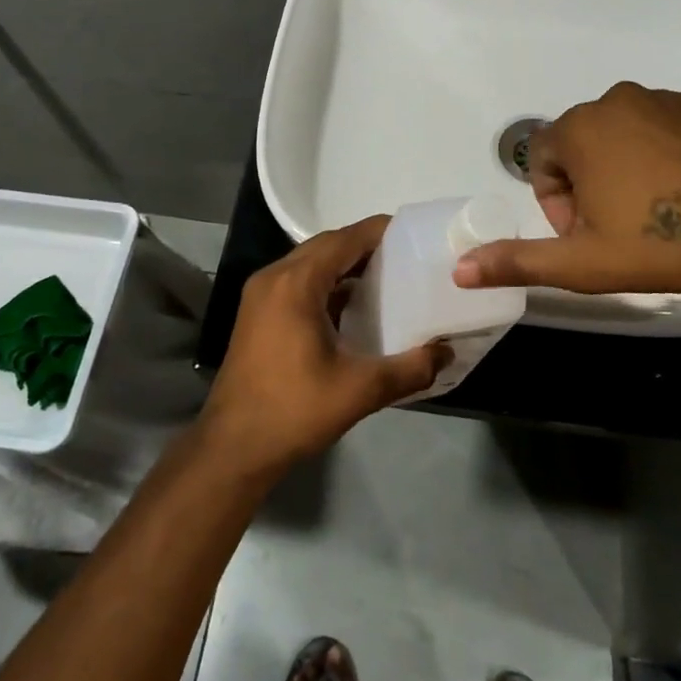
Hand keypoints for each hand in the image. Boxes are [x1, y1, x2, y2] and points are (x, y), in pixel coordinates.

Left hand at [204, 217, 450, 473]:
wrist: (233, 448)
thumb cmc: (294, 411)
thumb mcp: (360, 391)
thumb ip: (410, 368)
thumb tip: (446, 352)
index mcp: (296, 283)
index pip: (345, 239)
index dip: (380, 231)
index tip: (415, 234)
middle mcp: (274, 277)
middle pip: (326, 244)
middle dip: (365, 245)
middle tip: (406, 256)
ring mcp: (260, 294)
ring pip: (310, 261)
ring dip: (344, 263)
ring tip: (386, 276)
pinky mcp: (257, 312)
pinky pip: (297, 280)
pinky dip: (326, 281)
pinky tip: (352, 304)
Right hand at [453, 83, 680, 321]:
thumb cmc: (658, 245)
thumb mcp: (580, 262)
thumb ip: (515, 261)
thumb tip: (458, 269)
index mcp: (581, 128)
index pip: (543, 157)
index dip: (554, 199)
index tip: (582, 233)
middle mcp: (618, 99)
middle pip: (583, 141)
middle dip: (588, 182)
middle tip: (617, 227)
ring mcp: (668, 98)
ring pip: (627, 131)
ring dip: (627, 165)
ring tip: (657, 210)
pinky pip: (670, 124)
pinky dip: (669, 151)